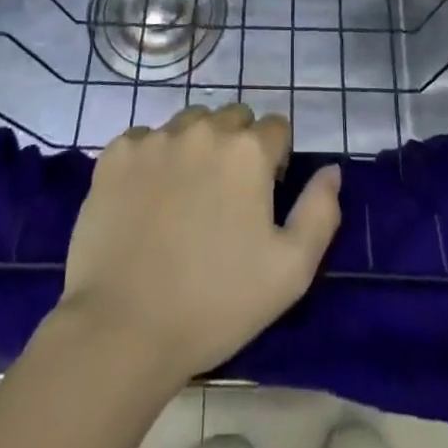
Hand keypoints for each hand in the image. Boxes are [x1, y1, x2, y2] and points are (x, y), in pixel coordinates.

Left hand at [53, 104, 342, 389]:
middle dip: (236, 147)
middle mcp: (203, 129)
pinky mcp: (116, 153)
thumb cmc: (215, 303)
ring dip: (196, 148)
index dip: (275, 161)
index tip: (262, 198)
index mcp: (247, 150)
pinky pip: (145, 141)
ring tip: (184, 199)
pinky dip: (152, 161)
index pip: (275, 128)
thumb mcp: (290, 272)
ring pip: (189, 124)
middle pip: (231, 118)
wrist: (122, 329)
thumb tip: (331, 169)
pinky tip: (146, 203)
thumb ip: (320, 212)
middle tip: (224, 200)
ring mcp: (155, 137)